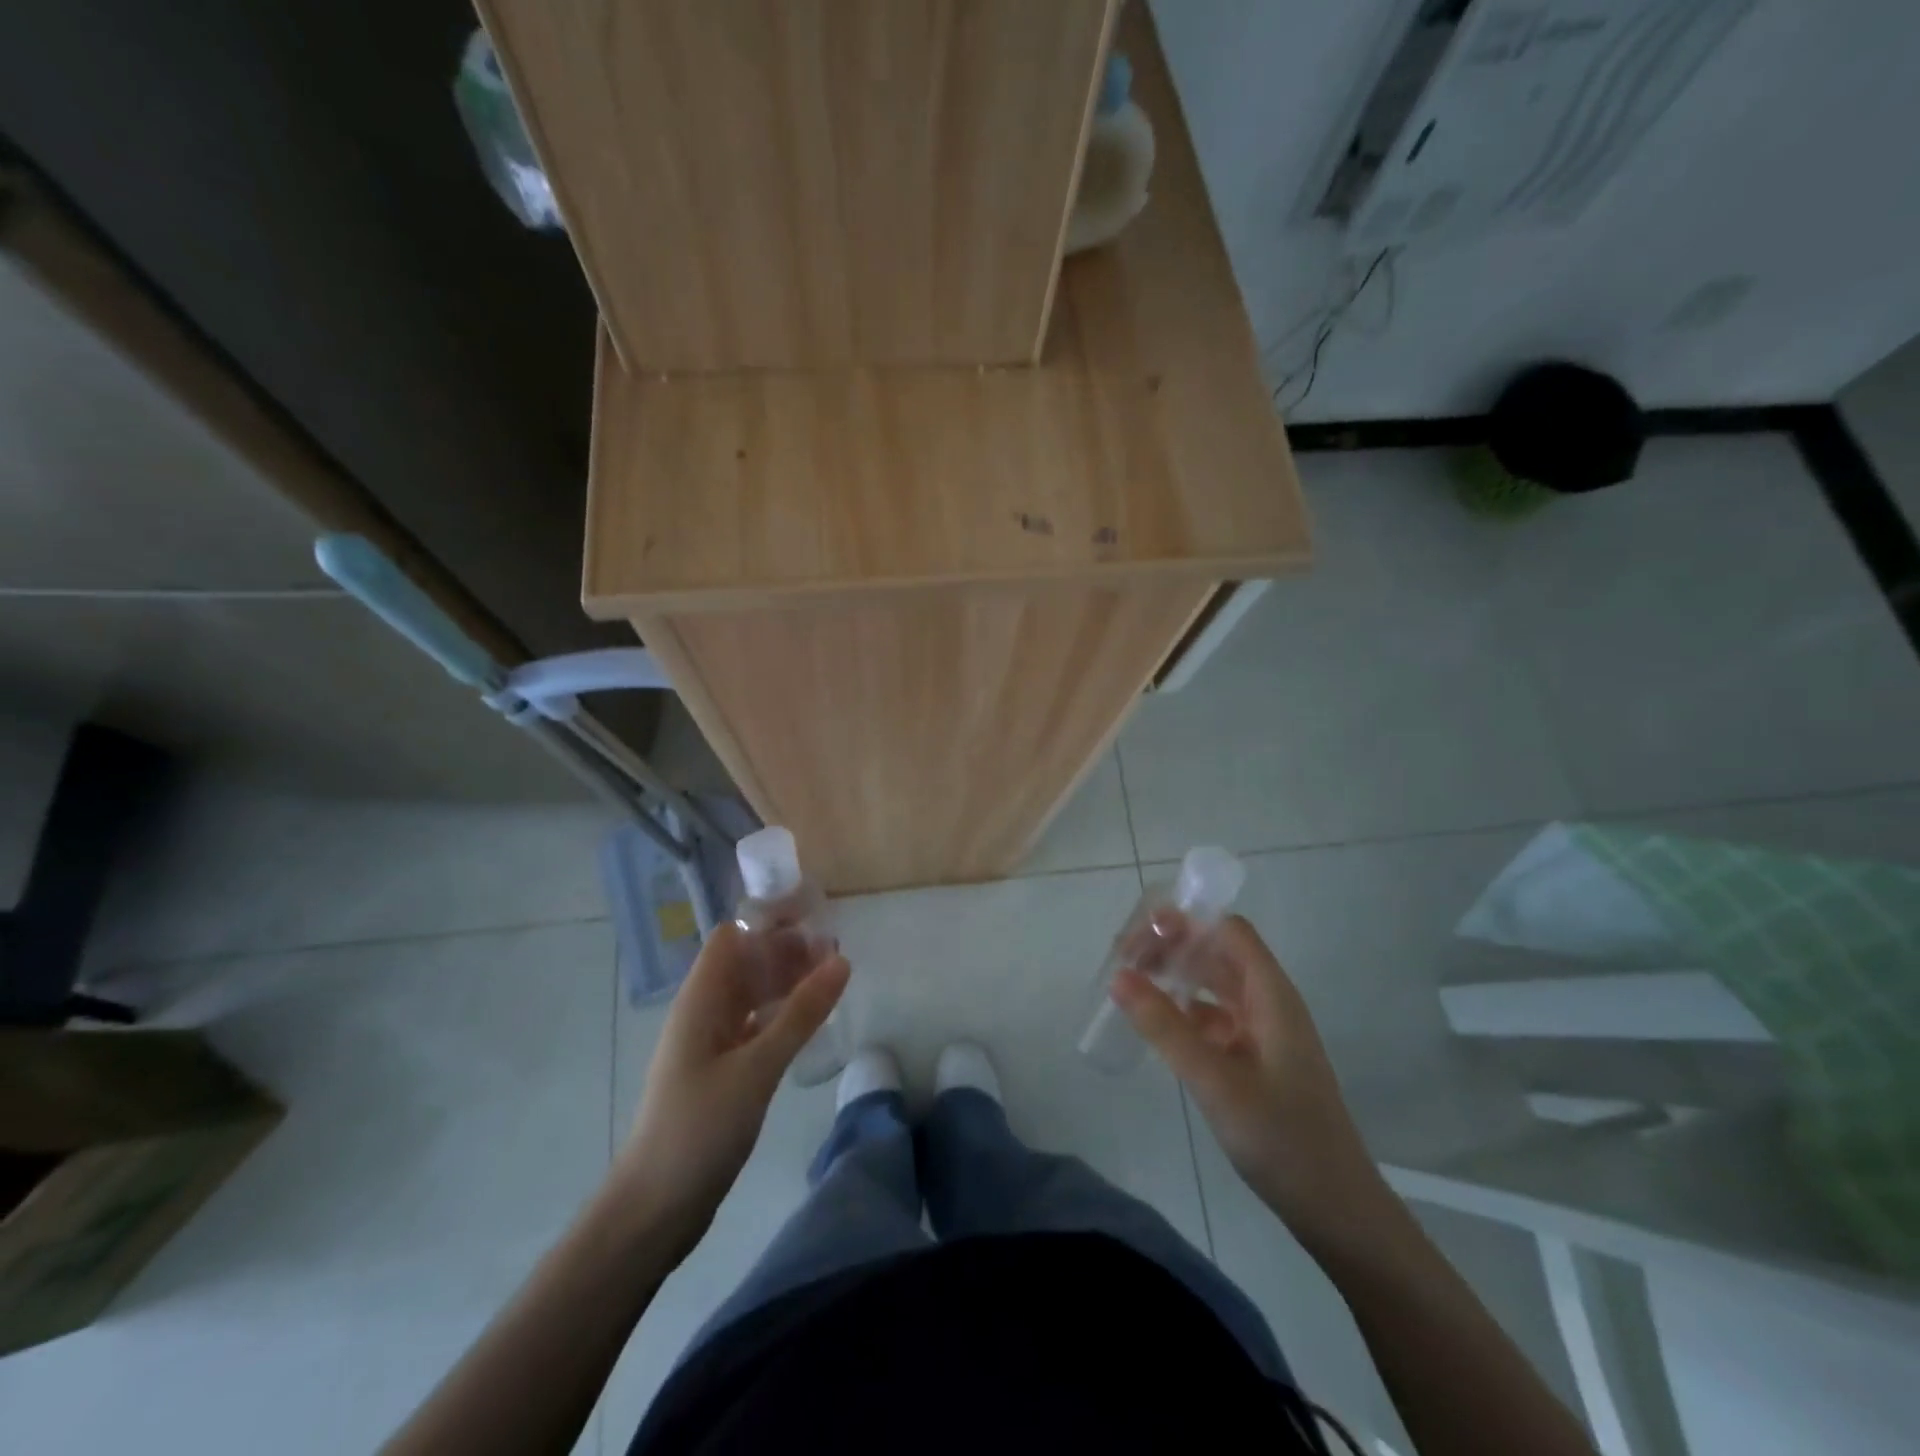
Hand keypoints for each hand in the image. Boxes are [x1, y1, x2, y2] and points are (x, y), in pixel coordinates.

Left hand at [609, 922, 848, 1252]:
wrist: (654, 1208)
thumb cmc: (699, 1128)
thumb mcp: (757, 1068)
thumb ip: (801, 1014)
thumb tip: (840, 960)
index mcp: (700, 1000)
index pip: (732, 937)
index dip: (769, 923)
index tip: (815, 921)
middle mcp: (702, 1012)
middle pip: (744, 963)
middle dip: (786, 952)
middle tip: (836, 953)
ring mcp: (709, 1043)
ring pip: (751, 995)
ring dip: (786, 983)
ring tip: (832, 982)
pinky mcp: (719, 1071)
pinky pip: (753, 1026)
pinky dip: (780, 1016)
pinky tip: (809, 1023)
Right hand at [1111, 915, 1380, 1236]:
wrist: (1337, 1210)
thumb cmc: (1281, 1138)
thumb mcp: (1214, 1080)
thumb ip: (1165, 1026)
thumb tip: (1118, 975)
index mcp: (1271, 995)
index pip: (1227, 931)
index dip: (1185, 923)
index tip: (1139, 936)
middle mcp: (1270, 1004)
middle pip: (1218, 953)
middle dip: (1173, 947)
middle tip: (1124, 960)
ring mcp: (1265, 1033)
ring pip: (1216, 986)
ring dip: (1177, 978)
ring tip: (1132, 985)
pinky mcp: (1258, 1061)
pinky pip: (1217, 1019)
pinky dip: (1186, 1013)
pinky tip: (1159, 1028)